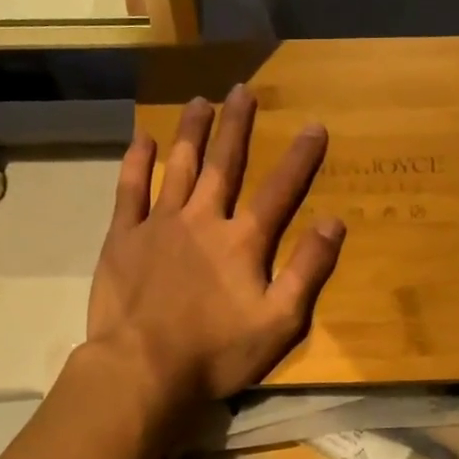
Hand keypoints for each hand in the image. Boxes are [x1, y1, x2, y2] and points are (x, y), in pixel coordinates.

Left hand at [87, 85, 344, 417]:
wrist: (143, 368)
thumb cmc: (216, 352)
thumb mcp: (279, 322)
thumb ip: (307, 271)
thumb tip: (334, 222)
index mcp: (243, 241)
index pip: (279, 190)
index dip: (300, 157)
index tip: (314, 124)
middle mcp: (203, 219)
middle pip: (224, 164)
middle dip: (236, 125)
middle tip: (242, 90)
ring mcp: (159, 224)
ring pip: (179, 166)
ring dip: (192, 132)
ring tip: (200, 101)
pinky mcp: (124, 237)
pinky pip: (130, 190)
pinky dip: (137, 163)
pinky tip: (144, 140)